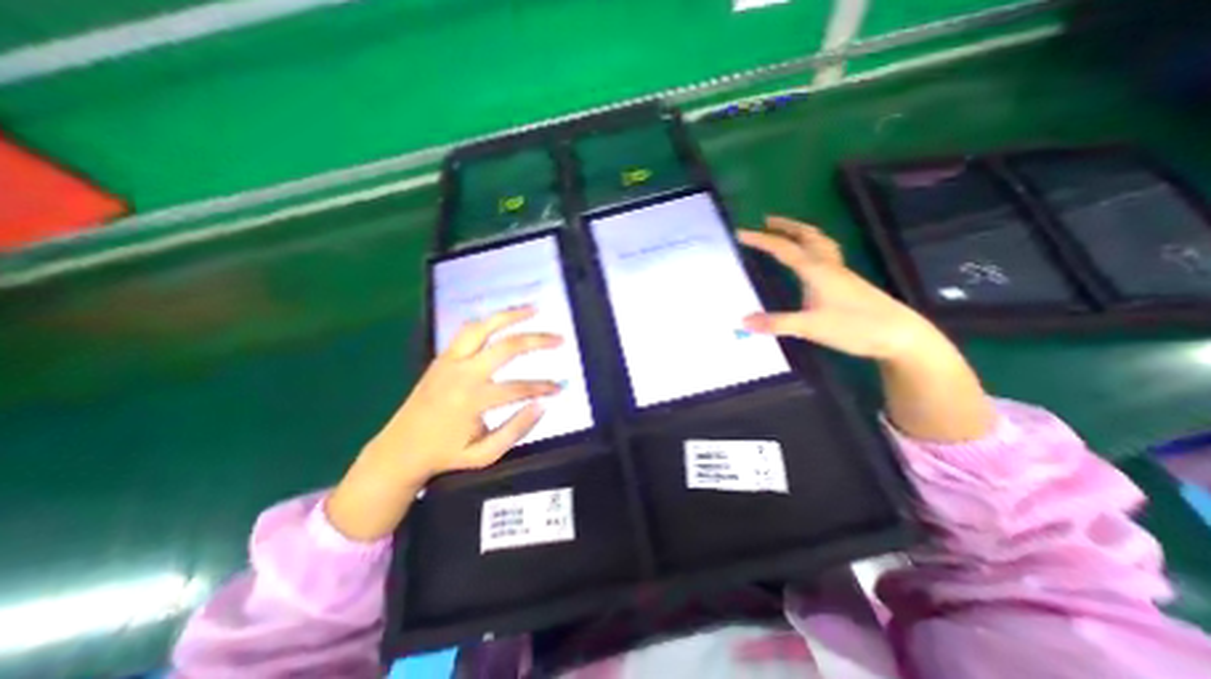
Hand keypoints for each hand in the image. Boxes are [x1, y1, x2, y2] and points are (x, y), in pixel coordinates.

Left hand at [328, 307, 563, 539]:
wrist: (399, 449)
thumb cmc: (446, 454)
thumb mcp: (485, 454)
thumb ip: (516, 429)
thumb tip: (542, 405)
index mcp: (473, 400)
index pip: (519, 388)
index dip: (544, 387)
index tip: (560, 387)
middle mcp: (462, 374)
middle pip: (506, 347)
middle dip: (537, 340)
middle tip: (559, 338)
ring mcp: (450, 361)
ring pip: (483, 327)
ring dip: (510, 316)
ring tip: (533, 309)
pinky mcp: (442, 357)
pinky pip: (467, 330)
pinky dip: (489, 321)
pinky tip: (503, 318)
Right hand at [742, 214, 997, 442]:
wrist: (901, 336)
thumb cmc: (855, 327)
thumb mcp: (810, 327)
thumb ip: (776, 323)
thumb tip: (743, 321)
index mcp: (817, 271)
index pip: (784, 249)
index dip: (761, 240)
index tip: (741, 233)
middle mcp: (829, 266)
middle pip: (807, 236)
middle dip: (786, 226)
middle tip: (767, 221)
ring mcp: (842, 274)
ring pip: (820, 243)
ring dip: (801, 233)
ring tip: (787, 233)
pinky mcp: (848, 283)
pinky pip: (827, 255)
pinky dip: (813, 247)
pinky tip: (810, 261)